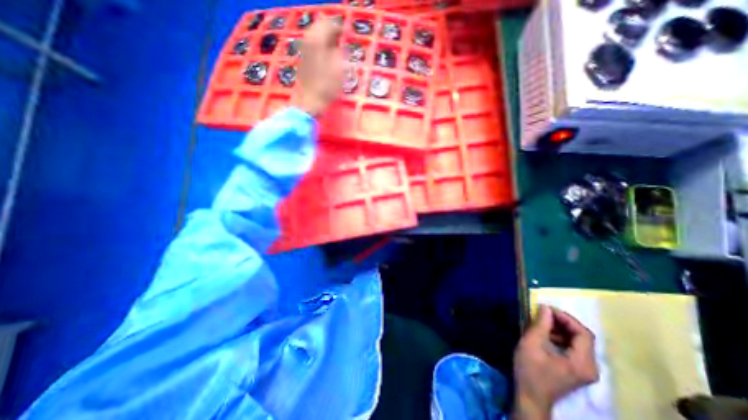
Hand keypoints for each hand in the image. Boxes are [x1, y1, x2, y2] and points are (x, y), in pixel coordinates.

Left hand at [299, 18, 344, 116]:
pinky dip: (321, 46)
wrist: (310, 101)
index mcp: (317, 41)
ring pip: (315, 35)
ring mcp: (304, 50)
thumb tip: (341, 45)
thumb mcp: (339, 70)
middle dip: (331, 31)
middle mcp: (308, 41)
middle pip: (319, 27)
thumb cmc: (326, 87)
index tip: (347, 34)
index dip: (339, 28)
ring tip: (336, 46)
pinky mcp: (303, 59)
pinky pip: (312, 45)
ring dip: (326, 38)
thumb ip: (340, 53)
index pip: (329, 25)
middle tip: (341, 38)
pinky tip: (327, 54)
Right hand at [512, 305, 599, 419]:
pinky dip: (561, 338)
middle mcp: (590, 367)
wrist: (530, 396)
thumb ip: (541, 324)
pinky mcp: (577, 371)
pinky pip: (574, 349)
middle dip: (563, 322)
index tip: (547, 309)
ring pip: (578, 342)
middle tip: (544, 313)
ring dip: (561, 329)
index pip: (584, 333)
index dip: (566, 318)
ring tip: (542, 323)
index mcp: (582, 362)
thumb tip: (546, 307)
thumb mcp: (532, 343)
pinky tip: (545, 335)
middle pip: (583, 337)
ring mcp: (585, 371)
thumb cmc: (530, 369)